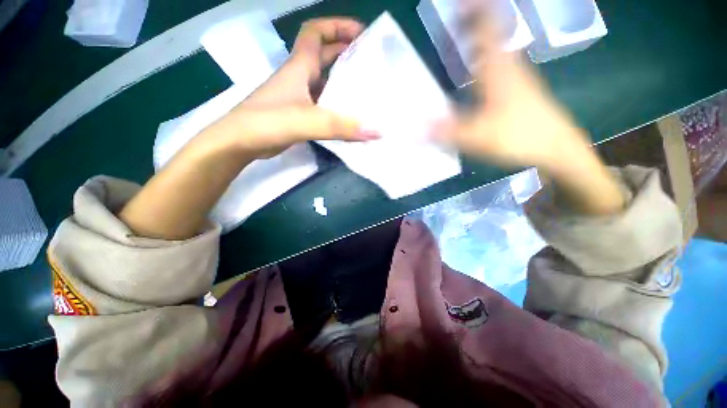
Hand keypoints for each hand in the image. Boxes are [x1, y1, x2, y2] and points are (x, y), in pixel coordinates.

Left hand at [205, 18, 376, 159]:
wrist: (239, 143)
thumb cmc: (267, 122)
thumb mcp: (306, 120)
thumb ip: (340, 126)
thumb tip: (377, 131)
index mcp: (299, 67)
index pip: (316, 33)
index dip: (337, 26)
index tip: (361, 33)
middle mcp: (299, 78)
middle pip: (324, 57)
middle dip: (347, 53)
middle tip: (371, 65)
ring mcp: (298, 98)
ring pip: (324, 83)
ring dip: (343, 83)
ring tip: (366, 92)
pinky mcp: (298, 115)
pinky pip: (322, 105)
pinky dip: (336, 107)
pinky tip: (348, 118)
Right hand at [434, 7, 593, 174]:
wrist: (555, 148)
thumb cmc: (519, 136)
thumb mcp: (477, 136)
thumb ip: (444, 132)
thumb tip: (414, 131)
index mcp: (498, 68)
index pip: (488, 26)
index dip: (474, 9)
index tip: (459, 2)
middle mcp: (507, 66)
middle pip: (491, 35)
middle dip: (471, 26)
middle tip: (451, 26)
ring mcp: (515, 78)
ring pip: (494, 52)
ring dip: (476, 45)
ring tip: (457, 48)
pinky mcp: (517, 92)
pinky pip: (497, 69)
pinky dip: (482, 64)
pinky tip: (472, 78)